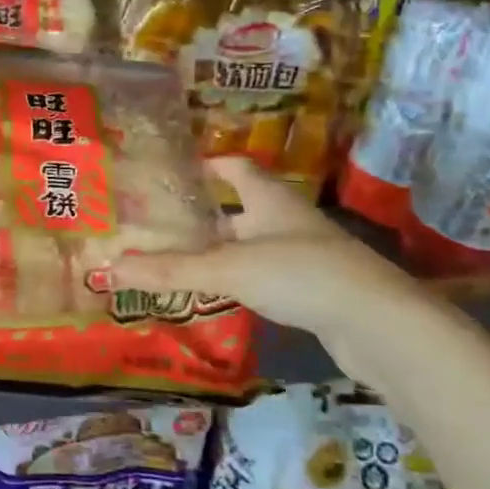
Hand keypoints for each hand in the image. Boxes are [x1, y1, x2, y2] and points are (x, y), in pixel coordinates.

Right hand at [107, 157, 431, 381]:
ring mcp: (305, 253)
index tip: (175, 172)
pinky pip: (268, 273)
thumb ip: (171, 270)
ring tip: (183, 258)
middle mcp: (287, 218)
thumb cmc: (300, 273)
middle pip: (242, 206)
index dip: (208, 165)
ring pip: (254, 242)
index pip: (235, 166)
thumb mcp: (228, 268)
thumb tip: (110, 268)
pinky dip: (243, 278)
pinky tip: (223, 294)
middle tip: (165, 222)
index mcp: (269, 197)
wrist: (379, 323)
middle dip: (207, 213)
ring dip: (223, 248)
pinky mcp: (315, 287)